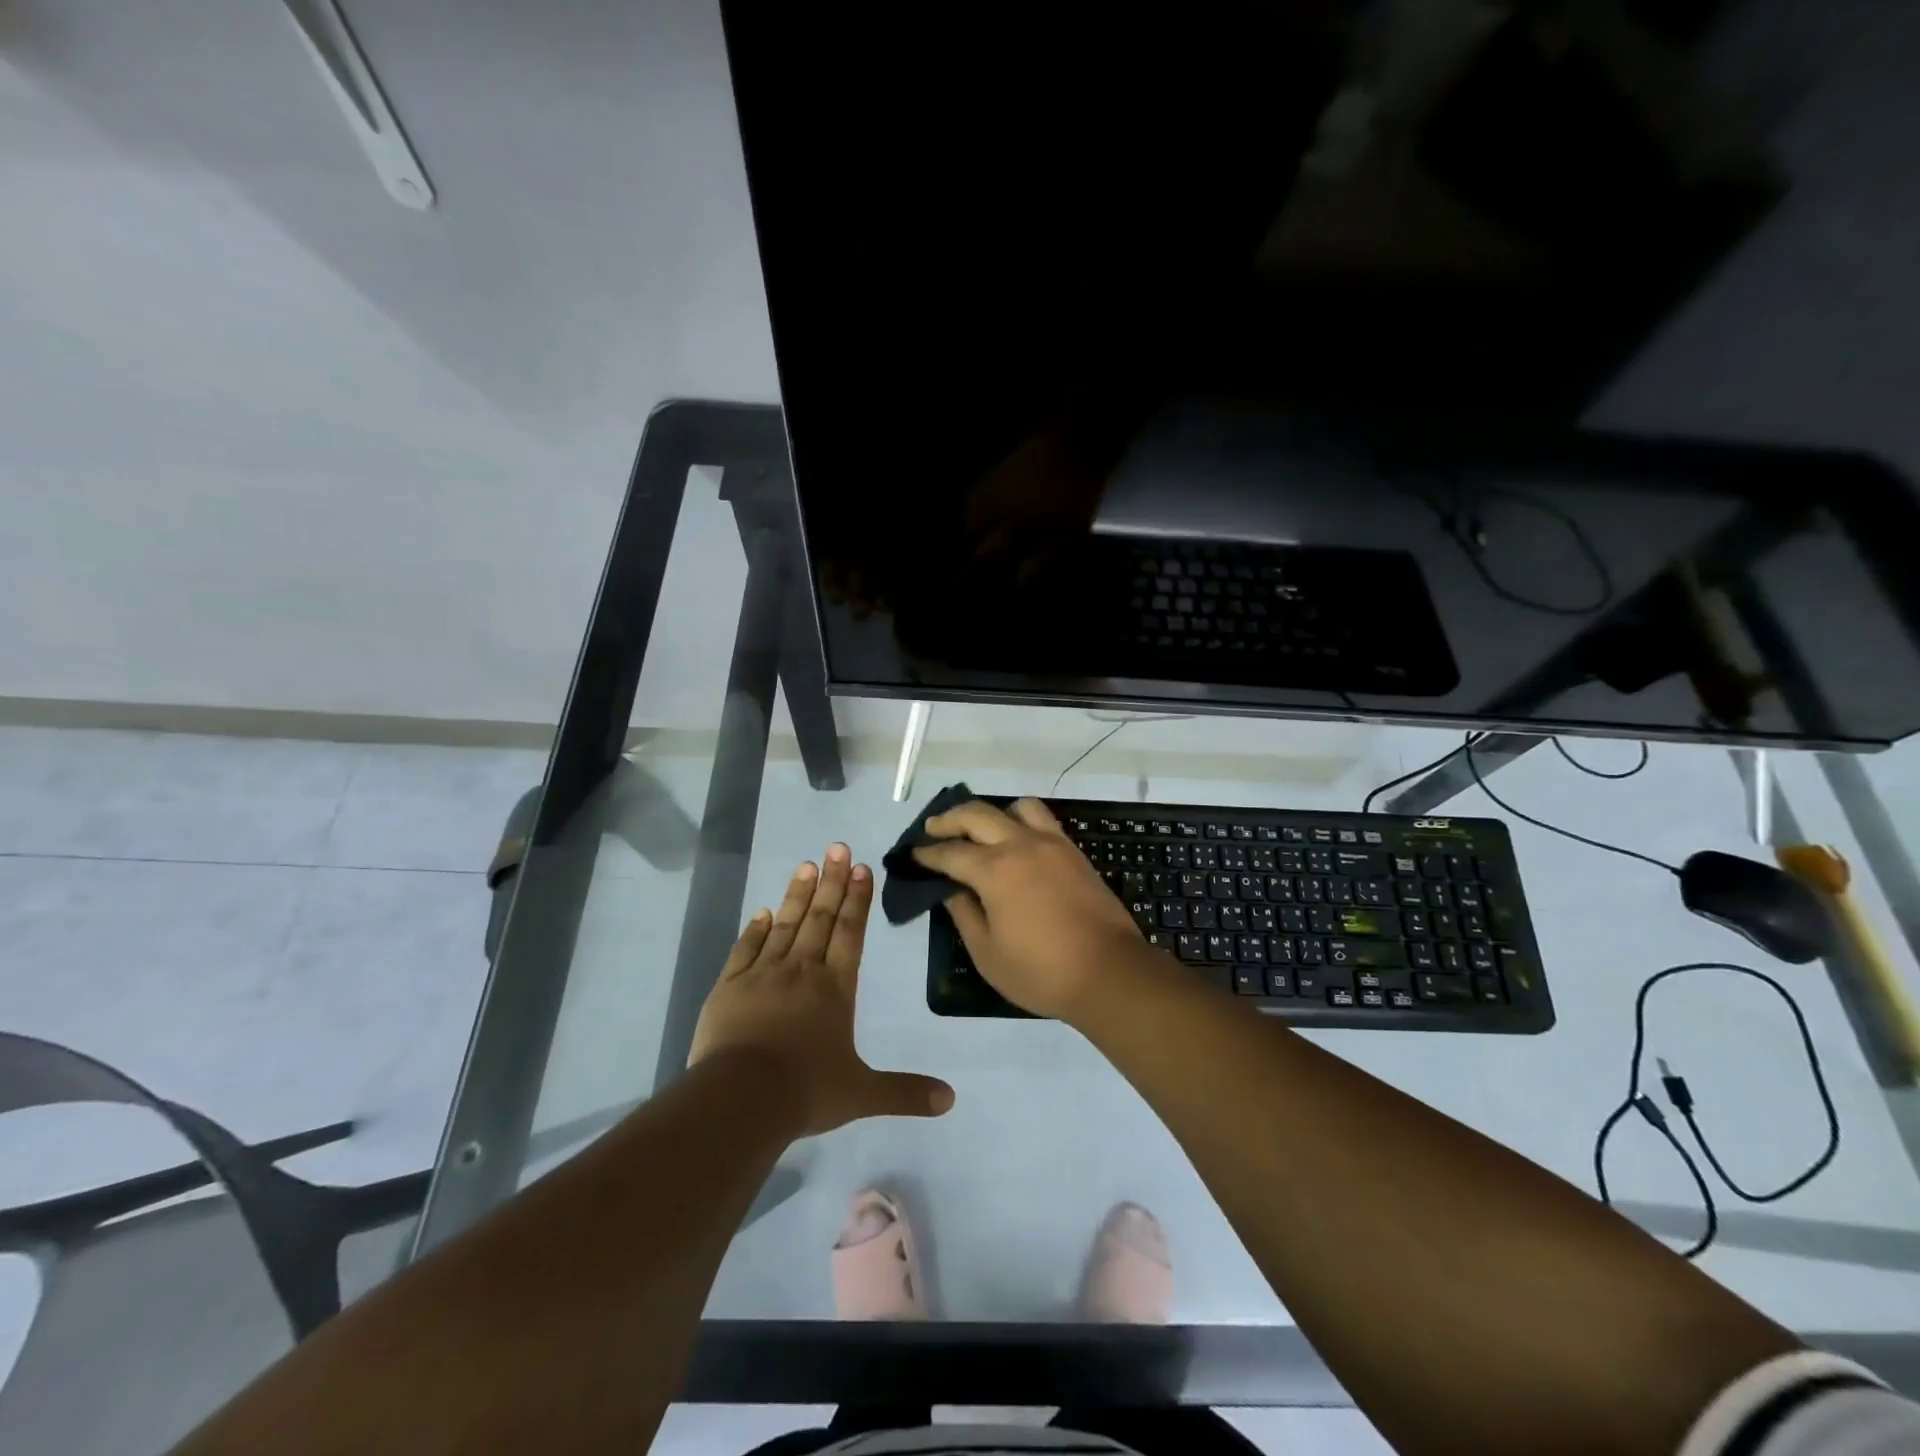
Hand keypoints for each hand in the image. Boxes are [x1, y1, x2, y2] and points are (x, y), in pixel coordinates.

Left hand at [690, 845, 954, 1135]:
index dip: (858, 899)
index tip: (862, 868)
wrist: (740, 1099)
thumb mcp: (861, 1094)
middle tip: (837, 847)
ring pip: (786, 925)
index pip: (851, 933)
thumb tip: (951, 1100)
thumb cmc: (805, 1092)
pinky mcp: (729, 987)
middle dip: (832, 881)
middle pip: (821, 918)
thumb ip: (905, 1092)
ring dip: (799, 894)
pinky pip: (746, 949)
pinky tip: (764, 911)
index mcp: (835, 988)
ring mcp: (763, 975)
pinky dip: (756, 928)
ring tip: (807, 865)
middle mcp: (802, 971)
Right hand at [912, 798, 1151, 1021]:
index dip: (927, 853)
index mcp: (994, 870)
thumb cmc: (1041, 971)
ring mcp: (1051, 843)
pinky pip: (1042, 819)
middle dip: (948, 820)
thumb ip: (964, 914)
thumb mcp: (987, 953)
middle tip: (932, 830)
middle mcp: (1021, 844)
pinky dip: (1021, 820)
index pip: (950, 852)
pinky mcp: (1073, 851)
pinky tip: (1015, 841)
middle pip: (977, 814)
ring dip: (991, 813)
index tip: (912, 855)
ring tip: (980, 830)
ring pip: (1015, 807)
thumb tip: (952, 890)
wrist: (1109, 972)